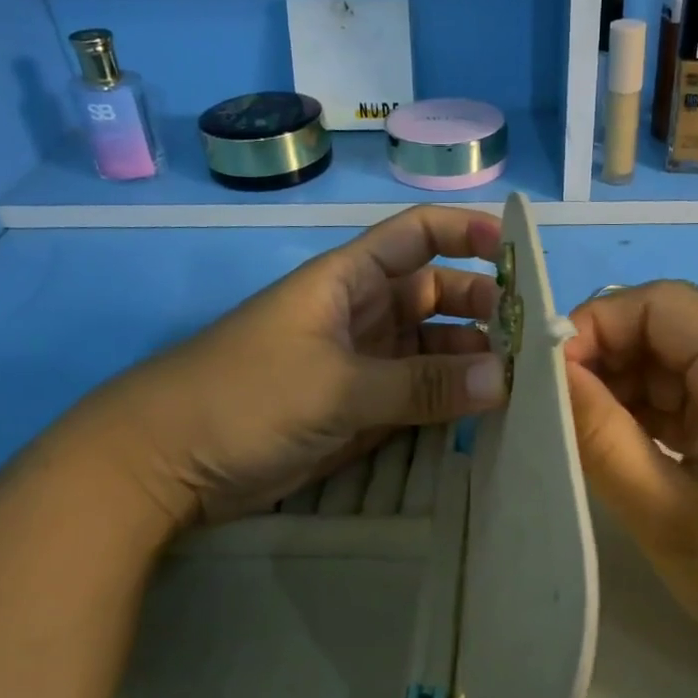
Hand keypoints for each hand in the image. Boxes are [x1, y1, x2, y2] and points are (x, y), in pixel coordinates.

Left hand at [75, 206, 506, 525]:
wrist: (166, 465)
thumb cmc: (244, 397)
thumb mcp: (337, 385)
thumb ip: (421, 384)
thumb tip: (506, 379)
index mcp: (348, 280)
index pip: (417, 237)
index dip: (465, 232)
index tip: (516, 252)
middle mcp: (362, 313)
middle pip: (436, 295)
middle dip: (482, 308)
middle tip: (532, 340)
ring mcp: (362, 363)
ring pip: (431, 348)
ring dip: (471, 361)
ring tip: (521, 383)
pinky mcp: (359, 408)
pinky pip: (417, 394)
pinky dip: (449, 400)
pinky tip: (486, 414)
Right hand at [563, 281, 697, 697]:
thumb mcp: (665, 512)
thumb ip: (598, 434)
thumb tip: (546, 374)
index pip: (657, 304)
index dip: (592, 327)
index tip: (542, 378)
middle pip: (667, 330)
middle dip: (605, 362)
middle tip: (553, 414)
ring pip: (678, 365)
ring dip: (627, 393)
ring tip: (580, 438)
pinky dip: (656, 417)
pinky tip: (624, 450)